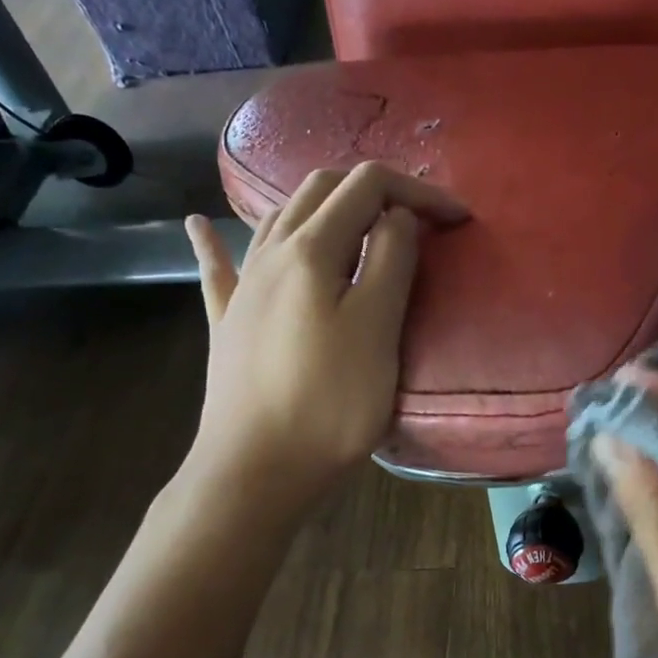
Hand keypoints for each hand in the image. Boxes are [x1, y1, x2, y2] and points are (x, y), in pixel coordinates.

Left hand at [180, 162, 466, 507]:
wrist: (256, 471)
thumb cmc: (328, 403)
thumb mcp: (377, 328)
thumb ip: (391, 260)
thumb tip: (396, 215)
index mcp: (311, 249)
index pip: (367, 186)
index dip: (418, 191)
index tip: (458, 221)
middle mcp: (271, 253)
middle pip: (321, 189)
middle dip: (376, 190)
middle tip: (419, 220)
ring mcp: (243, 287)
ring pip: (279, 217)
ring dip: (326, 205)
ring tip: (362, 222)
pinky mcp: (228, 322)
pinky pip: (221, 265)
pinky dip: (217, 239)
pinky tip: (198, 224)